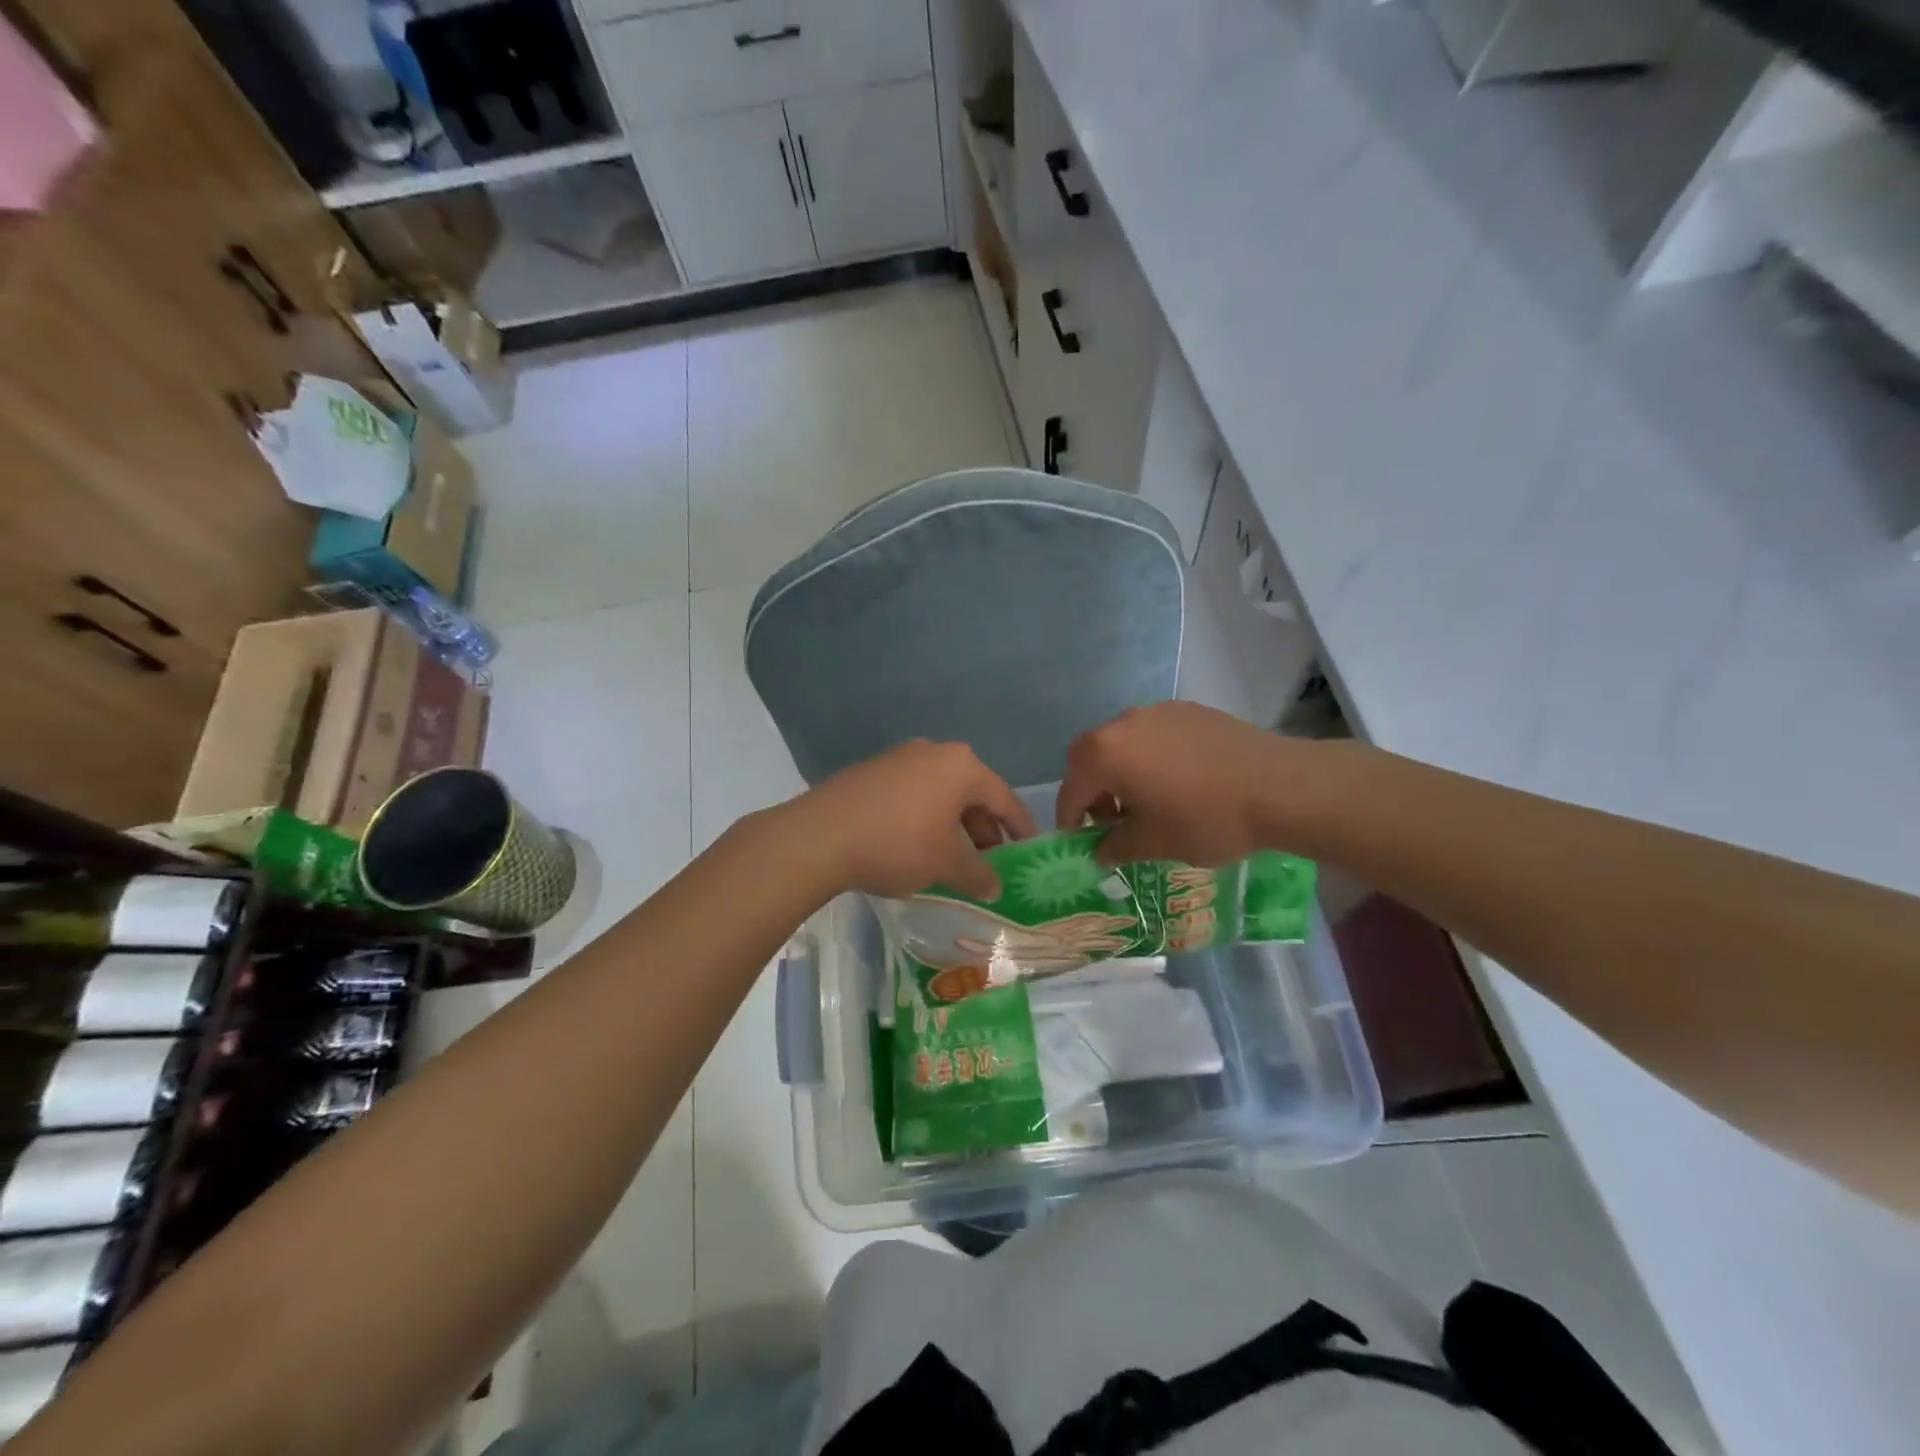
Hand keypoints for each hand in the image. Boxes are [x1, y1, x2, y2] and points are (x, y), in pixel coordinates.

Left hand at [796, 741, 1036, 899]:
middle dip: (983, 828)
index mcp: (961, 766)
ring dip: (952, 825)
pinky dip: (923, 818)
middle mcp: (933, 752)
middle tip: (989, 860)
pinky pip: (911, 795)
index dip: (1019, 826)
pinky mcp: (870, 772)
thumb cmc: (900, 844)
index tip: (1029, 847)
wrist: (821, 835)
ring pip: (939, 793)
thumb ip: (978, 874)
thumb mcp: (946, 864)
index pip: (1003, 797)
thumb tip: (995, 886)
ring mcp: (898, 758)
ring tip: (952, 858)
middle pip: (970, 792)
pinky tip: (915, 846)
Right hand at [1056, 703, 1318, 865]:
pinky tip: (1177, 783)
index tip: (1077, 841)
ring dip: (1123, 772)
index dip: (1070, 818)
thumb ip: (1116, 846)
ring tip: (1146, 802)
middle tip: (1109, 821)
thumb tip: (1099, 851)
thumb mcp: (1155, 843)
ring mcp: (1158, 712)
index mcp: (1106, 753)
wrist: (1280, 787)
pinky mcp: (1189, 711)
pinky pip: (1155, 736)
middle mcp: (1124, 723)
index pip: (1072, 788)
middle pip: (1092, 756)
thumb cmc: (1206, 818)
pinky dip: (1151, 758)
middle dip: (1093, 789)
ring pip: (1124, 743)